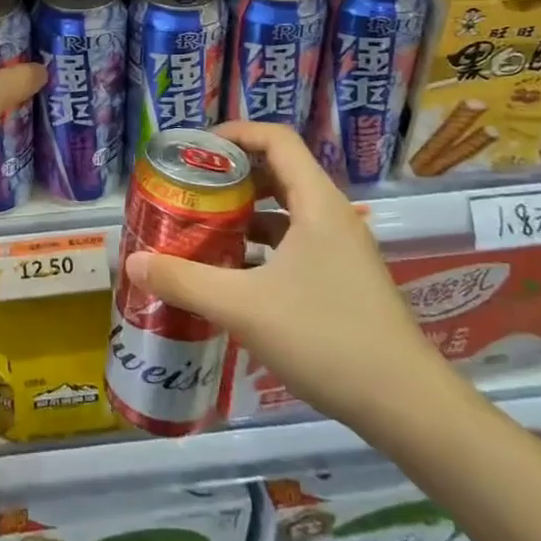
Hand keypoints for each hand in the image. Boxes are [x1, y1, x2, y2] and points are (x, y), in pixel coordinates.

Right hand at [124, 120, 453, 431]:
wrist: (407, 407)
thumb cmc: (326, 338)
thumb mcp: (244, 307)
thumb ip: (185, 281)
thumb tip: (133, 262)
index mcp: (317, 204)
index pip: (276, 140)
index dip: (235, 133)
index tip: (196, 148)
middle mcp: (332, 217)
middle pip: (279, 172)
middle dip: (232, 175)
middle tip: (191, 187)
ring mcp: (341, 251)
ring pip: (286, 212)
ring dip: (245, 213)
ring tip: (203, 228)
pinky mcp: (343, 281)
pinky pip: (295, 244)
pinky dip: (261, 246)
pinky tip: (233, 274)